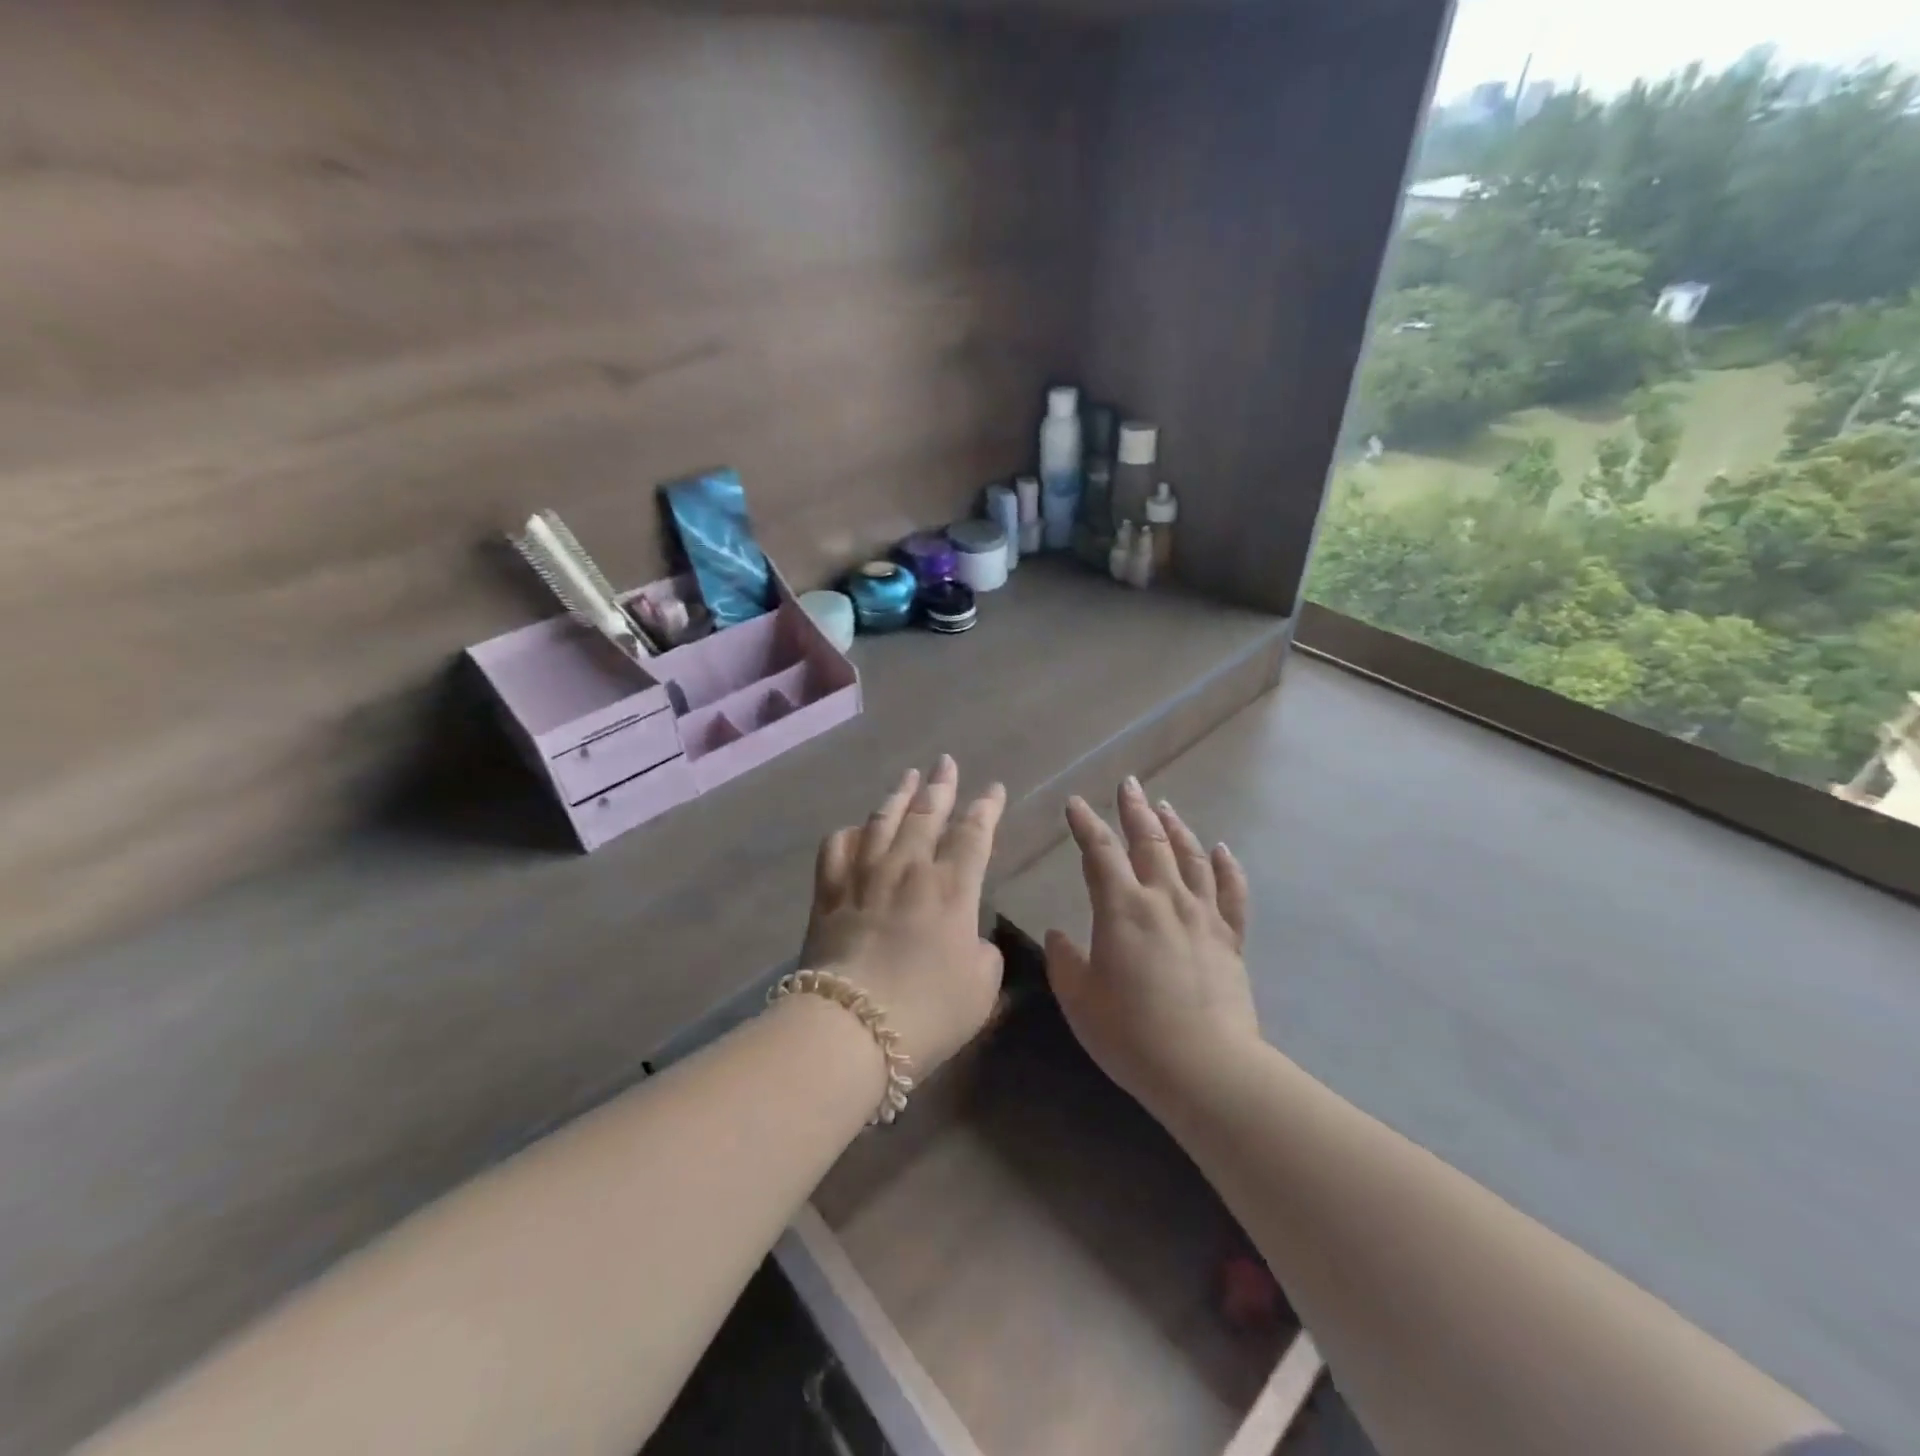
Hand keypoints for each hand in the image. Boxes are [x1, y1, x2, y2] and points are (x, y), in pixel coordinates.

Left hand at [801, 756, 1006, 1077]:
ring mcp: (864, 875)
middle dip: (941, 785)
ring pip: (883, 819)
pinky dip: (850, 832)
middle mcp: (909, 868)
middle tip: (946, 762)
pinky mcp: (828, 891)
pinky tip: (857, 828)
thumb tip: (970, 937)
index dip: (986, 808)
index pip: (974, 834)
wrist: (851, 1027)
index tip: (993, 789)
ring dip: (899, 795)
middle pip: (927, 814)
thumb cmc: (927, 1011)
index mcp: (952, 888)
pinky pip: (838, 847)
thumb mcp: (981, 989)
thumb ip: (984, 954)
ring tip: (909, 777)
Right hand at [1045, 777, 1259, 1107]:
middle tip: (1129, 784)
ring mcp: (1203, 916)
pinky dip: (1227, 867)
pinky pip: (1232, 893)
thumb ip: (1064, 960)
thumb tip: (1058, 933)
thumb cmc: (1130, 1033)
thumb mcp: (1079, 999)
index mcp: (1122, 908)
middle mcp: (1164, 899)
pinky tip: (1222, 849)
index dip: (1085, 824)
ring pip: (1191, 857)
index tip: (1075, 804)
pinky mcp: (1230, 939)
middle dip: (1135, 810)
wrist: (1204, 1068)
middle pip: (1149, 842)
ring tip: (1165, 807)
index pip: (1099, 852)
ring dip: (1176, 828)